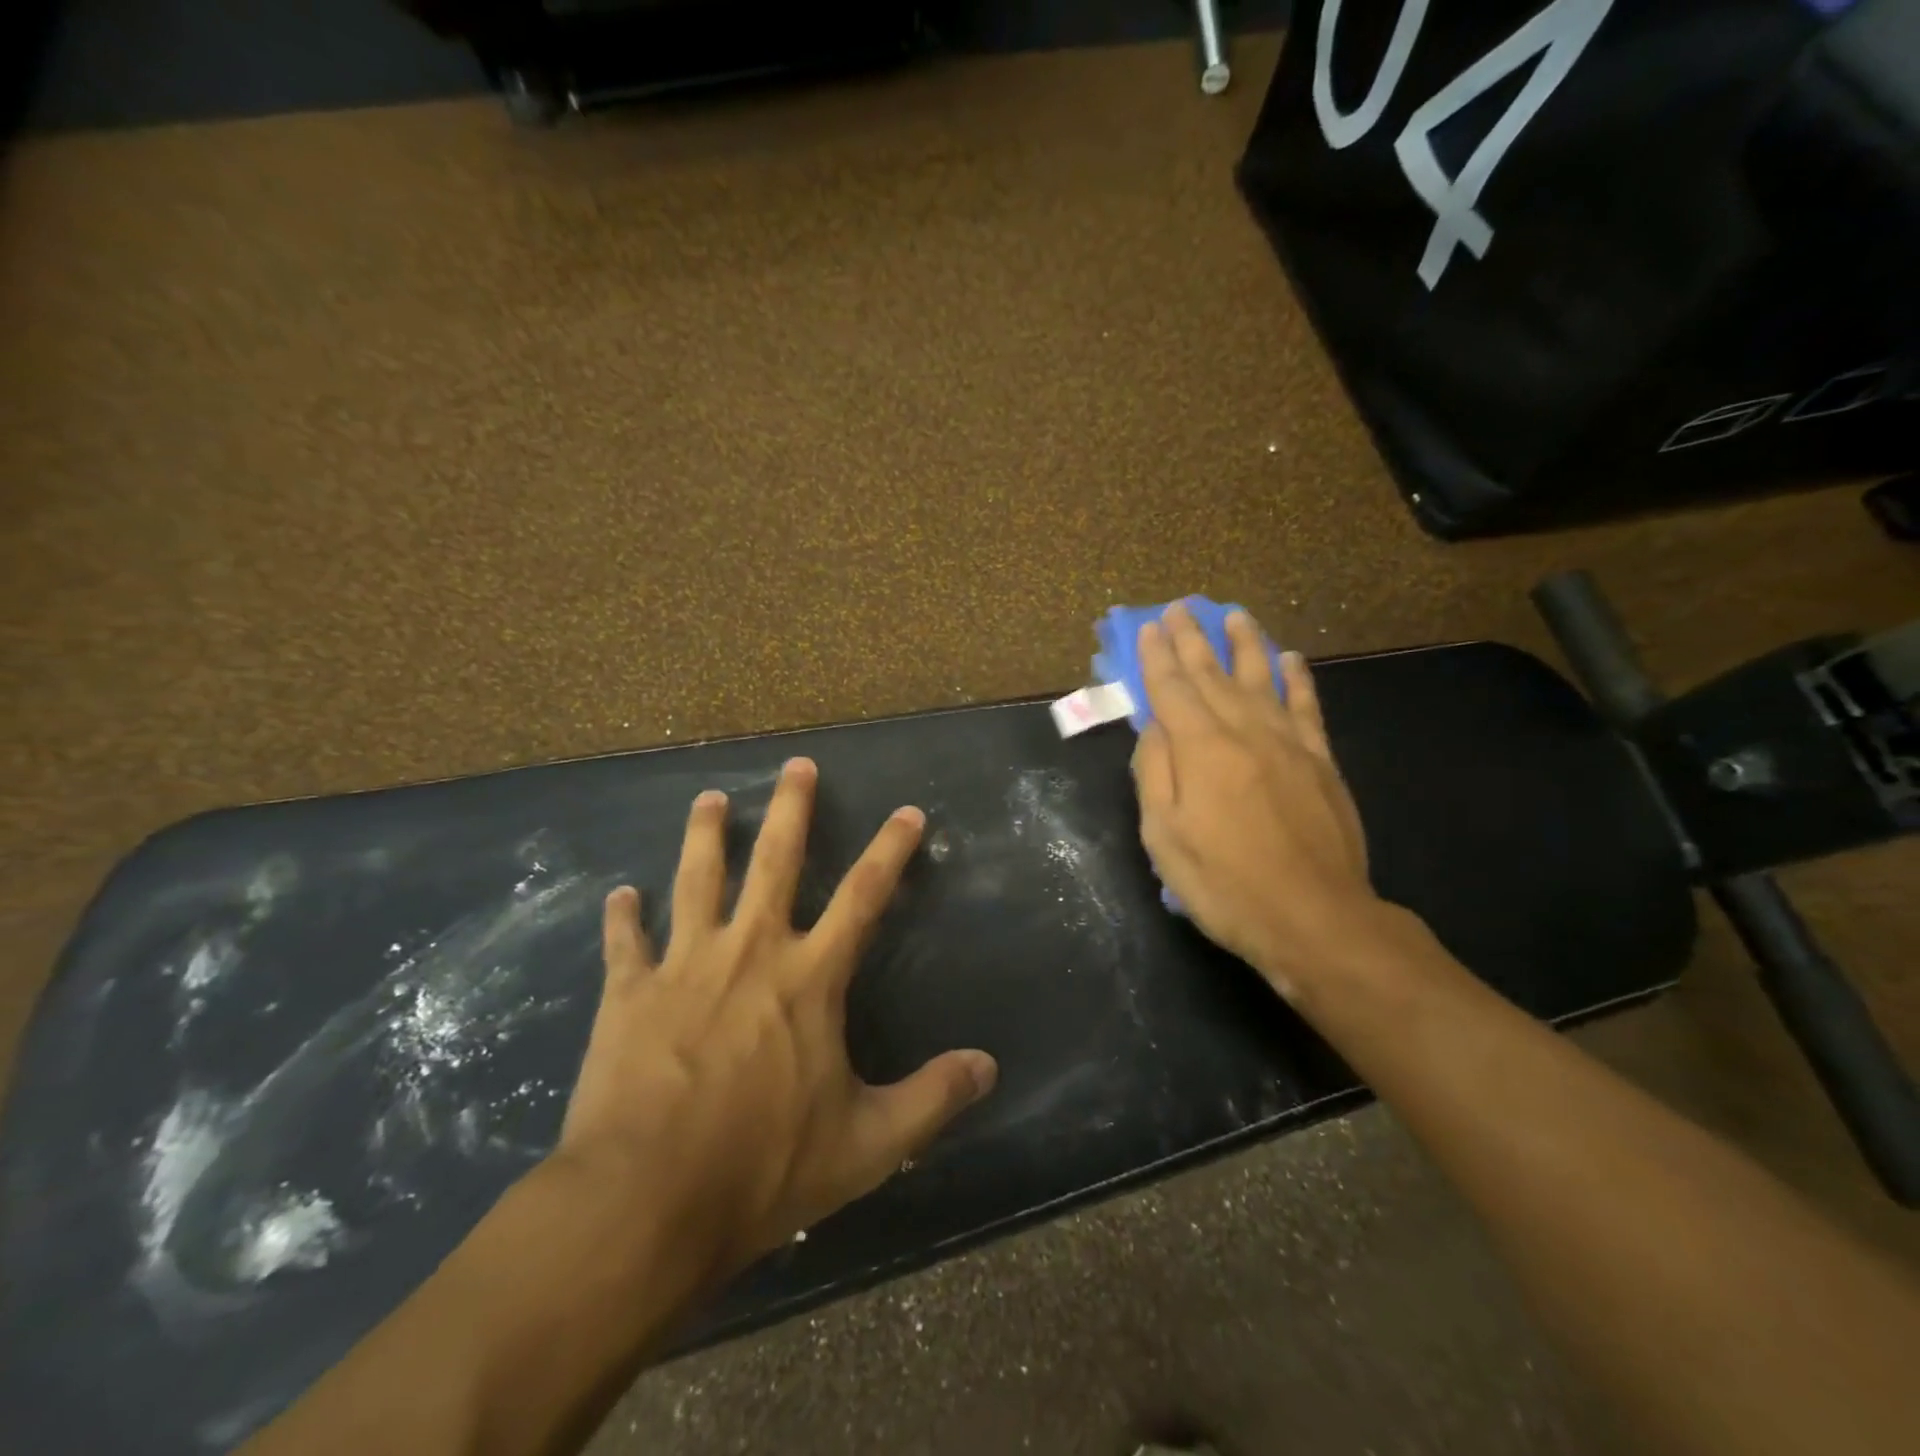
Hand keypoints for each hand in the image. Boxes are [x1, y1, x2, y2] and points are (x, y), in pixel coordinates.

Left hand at [552, 757, 997, 1282]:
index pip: (863, 897)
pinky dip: (623, 917)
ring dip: (705, 835)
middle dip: (790, 809)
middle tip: (796, 764)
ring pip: (697, 880)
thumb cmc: (763, 1168)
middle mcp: (750, 952)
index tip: (908, 813)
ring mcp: (684, 966)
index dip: (891, 851)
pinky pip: (625, 944)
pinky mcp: (628, 994)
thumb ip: (931, 1099)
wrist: (645, 1202)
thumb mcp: (866, 1145)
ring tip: (710, 799)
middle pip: (775, 862)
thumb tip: (988, 1067)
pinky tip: (619, 895)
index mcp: (809, 978)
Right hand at [1131, 604, 1384, 998]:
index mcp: (1201, 749)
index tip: (1149, 626)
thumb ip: (1154, 774)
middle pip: (1213, 674)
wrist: (1314, 918)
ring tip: (1234, 615)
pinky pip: (1306, 706)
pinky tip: (1289, 658)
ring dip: (1245, 643)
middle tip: (1181, 607)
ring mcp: (1288, 743)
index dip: (1157, 656)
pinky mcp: (1320, 761)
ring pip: (1262, 678)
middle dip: (1193, 639)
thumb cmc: (1225, 883)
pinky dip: (1296, 678)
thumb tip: (1154, 728)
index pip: (1172, 689)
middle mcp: (1245, 731)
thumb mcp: (1165, 837)